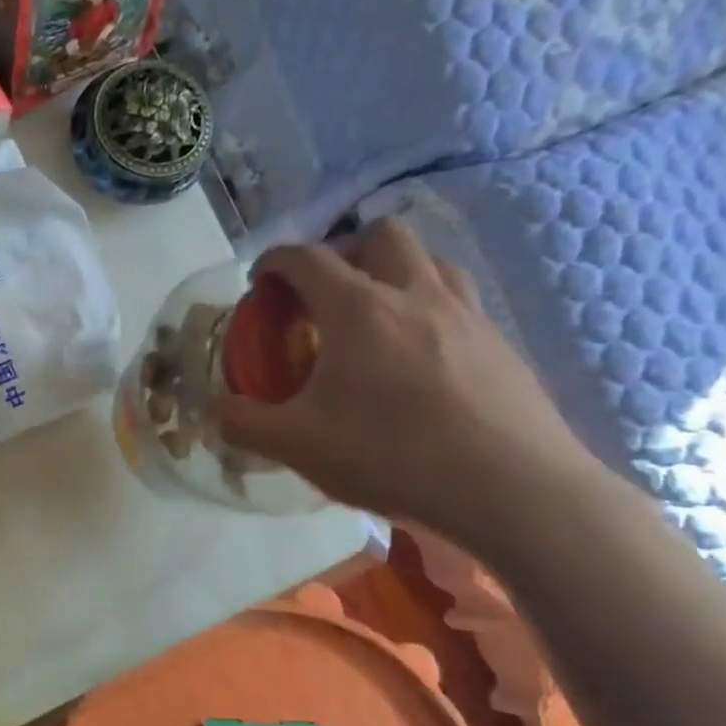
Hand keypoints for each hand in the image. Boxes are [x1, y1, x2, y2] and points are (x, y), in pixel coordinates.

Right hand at [212, 219, 601, 542]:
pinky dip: (429, 309)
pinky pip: (459, 302)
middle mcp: (415, 294)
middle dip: (344, 251)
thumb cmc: (392, 455)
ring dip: (394, 272)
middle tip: (324, 294)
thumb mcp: (297, 445)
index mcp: (358, 308)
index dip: (275, 261)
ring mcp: (467, 315)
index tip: (260, 281)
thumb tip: (212, 408)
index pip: (307, 257)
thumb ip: (243, 422)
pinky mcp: (502, 345)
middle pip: (381, 235)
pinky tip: (419, 359)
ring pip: (430, 261)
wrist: (513, 490)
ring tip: (374, 317)